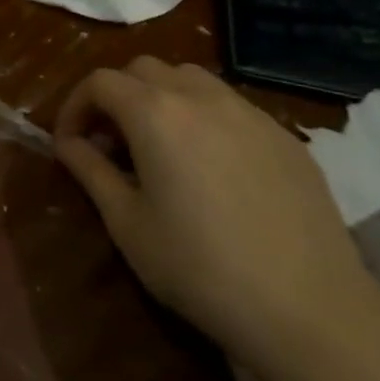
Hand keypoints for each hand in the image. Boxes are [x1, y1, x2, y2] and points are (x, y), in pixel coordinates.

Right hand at [53, 57, 379, 376]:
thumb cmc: (199, 267)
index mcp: (155, 114)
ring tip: (158, 145)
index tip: (69, 143)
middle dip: (116, 96)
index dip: (74, 106)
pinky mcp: (286, 138)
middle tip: (110, 141)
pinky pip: (231, 106)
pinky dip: (203, 117)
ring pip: (191, 79)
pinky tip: (210, 166)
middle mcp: (202, 98)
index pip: (100, 82)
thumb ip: (90, 170)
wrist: (311, 310)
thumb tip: (68, 143)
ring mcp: (250, 114)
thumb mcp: (126, 223)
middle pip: (144, 69)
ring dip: (160, 98)